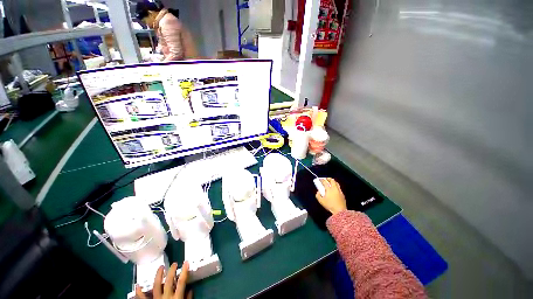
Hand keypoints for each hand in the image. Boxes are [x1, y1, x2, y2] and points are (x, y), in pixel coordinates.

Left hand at [135, 261, 191, 298]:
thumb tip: (191, 290)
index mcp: (176, 298)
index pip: (181, 282)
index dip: (184, 271)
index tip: (186, 262)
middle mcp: (166, 297)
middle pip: (168, 281)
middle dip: (171, 271)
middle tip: (174, 263)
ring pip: (156, 286)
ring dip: (158, 275)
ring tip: (161, 267)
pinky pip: (142, 298)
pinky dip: (139, 292)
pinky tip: (138, 285)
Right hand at [315, 178, 346, 214]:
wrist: (340, 211)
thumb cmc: (329, 205)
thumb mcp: (321, 201)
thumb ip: (318, 195)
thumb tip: (318, 192)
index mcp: (329, 189)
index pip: (325, 182)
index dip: (321, 180)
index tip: (319, 179)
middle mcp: (334, 188)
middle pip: (332, 180)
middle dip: (328, 178)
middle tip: (326, 179)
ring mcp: (339, 191)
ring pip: (336, 183)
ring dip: (333, 181)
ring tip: (330, 182)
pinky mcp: (342, 194)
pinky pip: (339, 187)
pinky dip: (336, 186)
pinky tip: (334, 189)